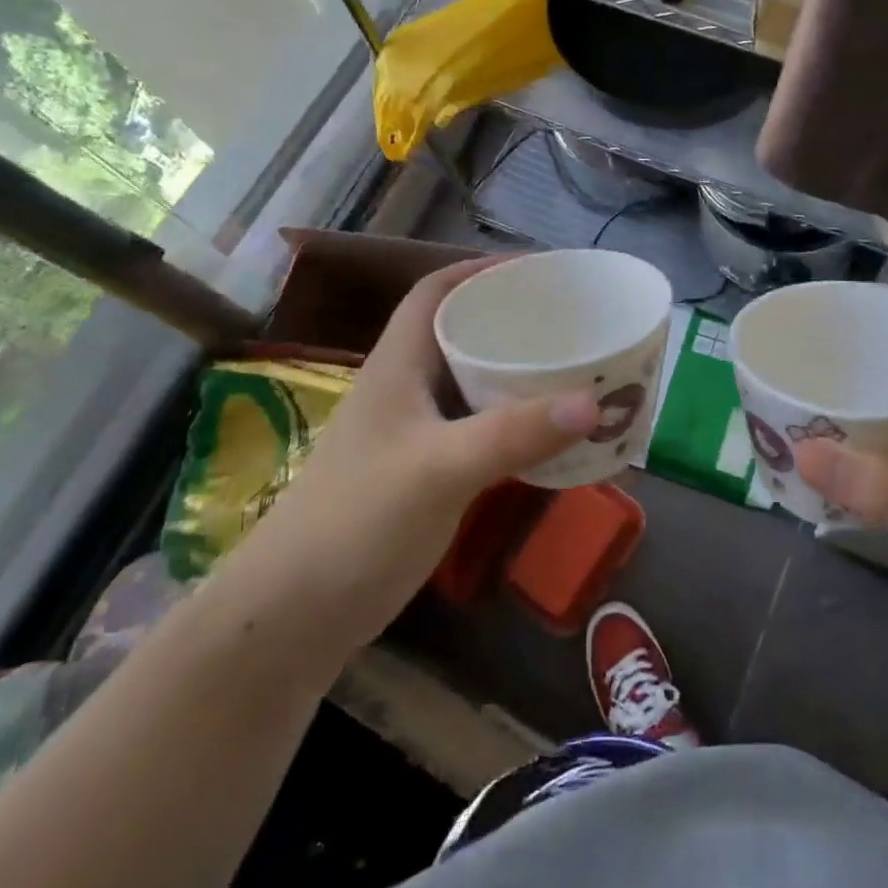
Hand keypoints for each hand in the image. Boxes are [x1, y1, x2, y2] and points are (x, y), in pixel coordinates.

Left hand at [232, 257, 599, 651]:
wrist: (293, 617)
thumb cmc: (356, 523)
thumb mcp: (439, 470)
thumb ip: (514, 434)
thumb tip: (594, 402)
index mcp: (398, 367)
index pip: (435, 293)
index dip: (480, 270)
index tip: (538, 270)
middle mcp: (405, 391)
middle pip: (460, 335)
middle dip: (512, 321)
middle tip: (571, 322)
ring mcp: (412, 436)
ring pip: (472, 385)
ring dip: (517, 374)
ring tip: (572, 370)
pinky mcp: (423, 476)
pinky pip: (479, 431)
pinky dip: (514, 424)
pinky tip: (548, 437)